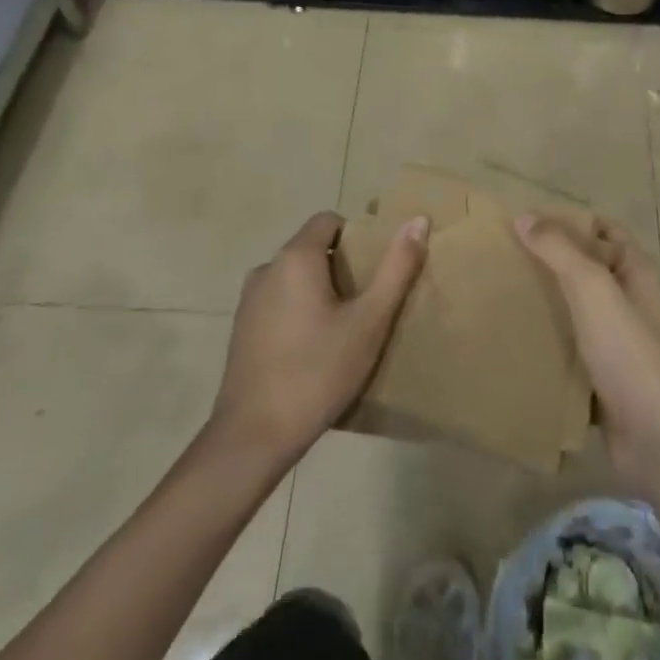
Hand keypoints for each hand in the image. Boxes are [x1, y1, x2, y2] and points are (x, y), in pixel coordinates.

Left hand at [210, 211, 427, 464]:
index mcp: (295, 257)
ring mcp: (248, 301)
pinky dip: (299, 312)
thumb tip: (419, 220)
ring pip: (295, 278)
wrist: (252, 439)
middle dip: (342, 267)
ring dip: (320, 291)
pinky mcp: (240, 330)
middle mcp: (266, 269)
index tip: (375, 269)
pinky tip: (315, 350)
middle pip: (312, 249)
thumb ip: (396, 268)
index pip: (329, 221)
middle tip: (368, 302)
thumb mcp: (369, 321)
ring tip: (345, 328)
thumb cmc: (317, 372)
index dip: (357, 237)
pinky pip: (278, 302)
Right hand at [515, 215, 659, 492]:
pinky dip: (548, 345)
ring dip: (546, 304)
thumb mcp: (593, 289)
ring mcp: (617, 342)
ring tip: (503, 296)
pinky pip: (570, 351)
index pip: (603, 230)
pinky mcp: (603, 379)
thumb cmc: (628, 352)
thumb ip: (559, 250)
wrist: (656, 438)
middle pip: (586, 269)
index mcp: (635, 272)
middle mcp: (629, 301)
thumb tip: (523, 216)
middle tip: (505, 258)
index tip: (528, 222)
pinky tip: (515, 343)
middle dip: (550, 261)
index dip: (571, 220)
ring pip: (576, 311)